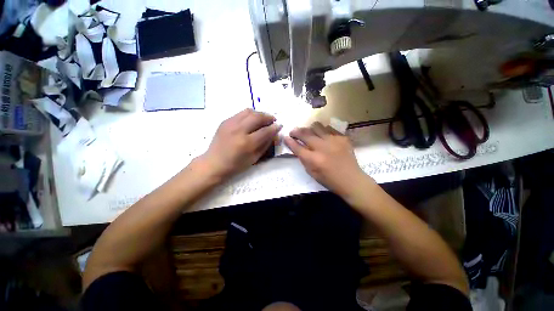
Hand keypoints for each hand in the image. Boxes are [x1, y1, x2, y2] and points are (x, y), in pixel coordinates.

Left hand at [199, 109, 280, 178]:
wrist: (214, 163)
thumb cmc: (236, 165)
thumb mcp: (254, 158)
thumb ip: (266, 145)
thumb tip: (274, 134)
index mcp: (246, 143)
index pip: (265, 131)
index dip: (274, 127)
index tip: (279, 125)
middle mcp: (238, 130)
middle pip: (257, 117)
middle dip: (268, 117)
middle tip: (273, 120)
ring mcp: (230, 124)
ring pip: (249, 111)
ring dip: (259, 114)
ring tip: (263, 119)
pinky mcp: (225, 121)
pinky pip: (241, 113)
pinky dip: (249, 115)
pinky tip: (251, 121)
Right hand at [284, 122, 367, 196]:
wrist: (351, 180)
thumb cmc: (329, 180)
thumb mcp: (311, 173)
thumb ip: (303, 159)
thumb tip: (297, 147)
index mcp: (314, 160)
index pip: (297, 147)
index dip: (289, 141)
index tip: (285, 137)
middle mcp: (322, 147)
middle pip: (305, 134)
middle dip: (296, 131)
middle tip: (293, 132)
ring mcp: (333, 140)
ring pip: (316, 126)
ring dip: (309, 129)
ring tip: (308, 132)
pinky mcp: (342, 137)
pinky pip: (329, 128)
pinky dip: (322, 131)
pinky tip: (322, 136)